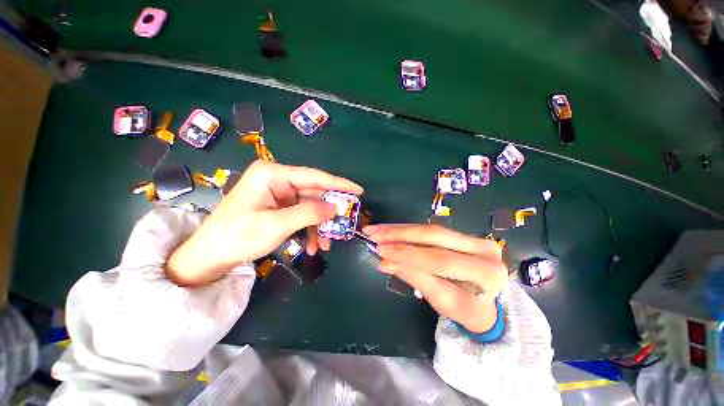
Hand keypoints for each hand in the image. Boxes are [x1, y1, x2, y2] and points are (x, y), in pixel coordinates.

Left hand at [167, 160, 362, 285]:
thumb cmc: (238, 236)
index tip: (358, 191)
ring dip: (318, 226)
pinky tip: (312, 246)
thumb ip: (310, 213)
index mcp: (273, 174)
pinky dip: (308, 229)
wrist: (209, 257)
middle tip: (345, 224)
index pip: (314, 176)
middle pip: (313, 193)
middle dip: (328, 212)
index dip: (338, 184)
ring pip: (309, 207)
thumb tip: (336, 208)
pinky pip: (301, 215)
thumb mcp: (277, 225)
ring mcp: (278, 194)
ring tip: (324, 245)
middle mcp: (277, 180)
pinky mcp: (277, 207)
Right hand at [364, 224, 507, 332]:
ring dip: (400, 229)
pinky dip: (408, 230)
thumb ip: (414, 277)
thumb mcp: (441, 300)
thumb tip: (384, 262)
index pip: (440, 260)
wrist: (488, 305)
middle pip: (435, 237)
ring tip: (378, 229)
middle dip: (400, 235)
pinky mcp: (464, 234)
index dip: (407, 254)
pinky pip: (431, 230)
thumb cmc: (466, 310)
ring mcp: (475, 238)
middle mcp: (484, 249)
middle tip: (374, 233)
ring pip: (431, 230)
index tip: (381, 250)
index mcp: (486, 273)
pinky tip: (392, 230)